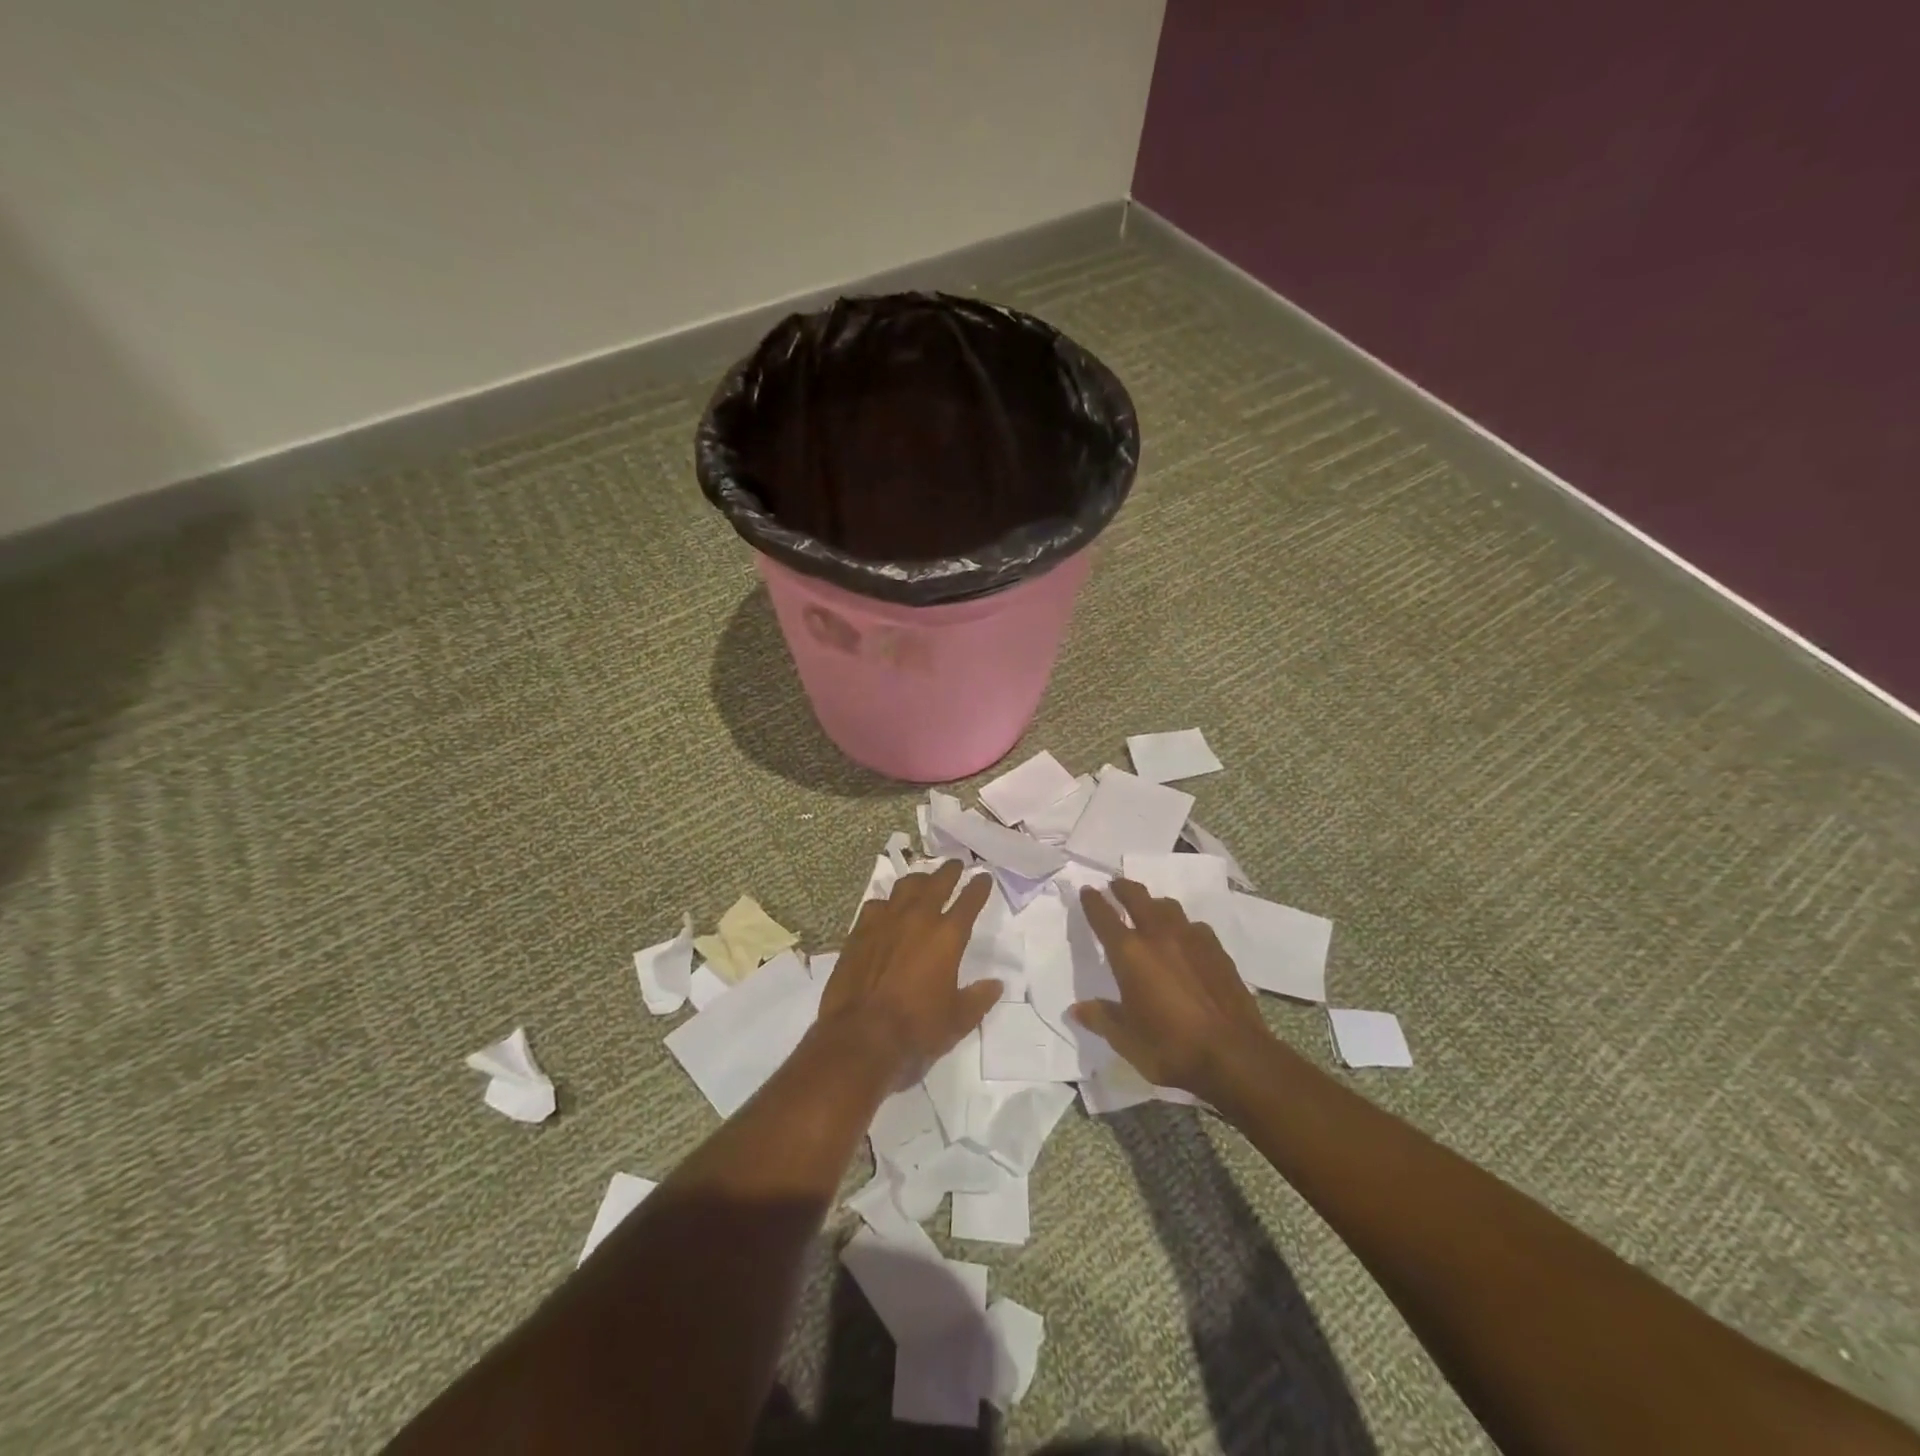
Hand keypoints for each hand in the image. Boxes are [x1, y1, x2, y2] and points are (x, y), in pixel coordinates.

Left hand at [817, 859, 1000, 1074]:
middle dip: (949, 871)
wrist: (861, 1035)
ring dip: (919, 880)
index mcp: (947, 936)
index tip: (984, 877)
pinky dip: (887, 903)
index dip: (979, 887)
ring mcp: (885, 921)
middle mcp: (918, 919)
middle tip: (956, 865)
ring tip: (924, 880)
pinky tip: (887, 909)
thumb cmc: (916, 1029)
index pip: (969, 901)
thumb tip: (995, 984)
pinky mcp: (860, 931)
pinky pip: (876, 905)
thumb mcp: (957, 1020)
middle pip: (937, 883)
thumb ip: (978, 998)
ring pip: (905, 887)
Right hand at [1071, 878, 1272, 1097]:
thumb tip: (1076, 1009)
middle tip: (1116, 886)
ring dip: (1154, 904)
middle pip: (1138, 897)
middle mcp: (1159, 936)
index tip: (1087, 890)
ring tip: (1150, 910)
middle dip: (1123, 888)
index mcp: (1130, 953)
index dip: (1093, 902)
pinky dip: (1183, 927)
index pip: (1104, 917)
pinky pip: (1195, 927)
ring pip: (1169, 907)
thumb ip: (1101, 1018)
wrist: (1234, 1056)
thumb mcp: (1126, 1039)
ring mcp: (1192, 939)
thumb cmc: (1170, 1048)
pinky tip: (1186, 941)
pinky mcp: (1218, 951)